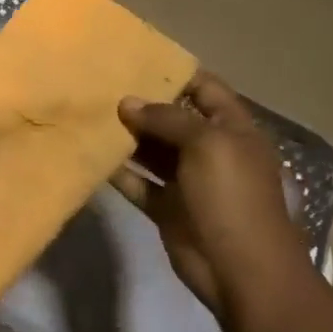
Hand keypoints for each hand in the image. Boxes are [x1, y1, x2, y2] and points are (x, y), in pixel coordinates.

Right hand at [115, 73, 307, 324]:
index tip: (135, 61)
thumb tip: (127, 103)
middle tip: (100, 87)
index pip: (205, 89)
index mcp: (232, 130)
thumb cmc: (232, 197)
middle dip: (142, 104)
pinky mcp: (167, 208)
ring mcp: (188, 181)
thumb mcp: (207, 144)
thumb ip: (167, 119)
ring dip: (126, 136)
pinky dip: (118, 171)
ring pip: (152, 151)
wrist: (242, 270)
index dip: (175, 74)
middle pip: (173, 119)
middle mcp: (210, 151)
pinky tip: (92, 156)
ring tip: (90, 115)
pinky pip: (139, 183)